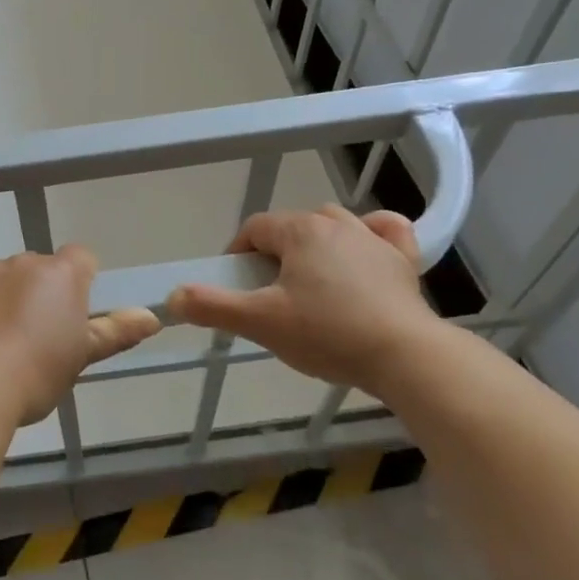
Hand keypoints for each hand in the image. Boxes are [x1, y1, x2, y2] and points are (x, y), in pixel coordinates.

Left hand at [0, 246, 160, 424]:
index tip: (69, 314)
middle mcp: (24, 260)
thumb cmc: (35, 376)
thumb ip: (115, 331)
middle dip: (34, 292)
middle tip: (27, 336)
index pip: (81, 259)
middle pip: (36, 269)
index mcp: (62, 275)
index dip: (78, 282)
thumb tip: (152, 316)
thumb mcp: (80, 358)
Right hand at [166, 206, 443, 395]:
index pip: (255, 229)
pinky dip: (372, 234)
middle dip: (275, 252)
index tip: (236, 285)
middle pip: (292, 225)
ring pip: (334, 224)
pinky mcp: (403, 260)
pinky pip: (385, 230)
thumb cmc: (327, 333)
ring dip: (316, 242)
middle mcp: (335, 223)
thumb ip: (213, 306)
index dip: (238, 254)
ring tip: (309, 278)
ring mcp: (373, 239)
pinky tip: (366, 248)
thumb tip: (172, 297)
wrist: (405, 356)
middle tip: (270, 293)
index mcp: (299, 231)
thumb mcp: (261, 322)